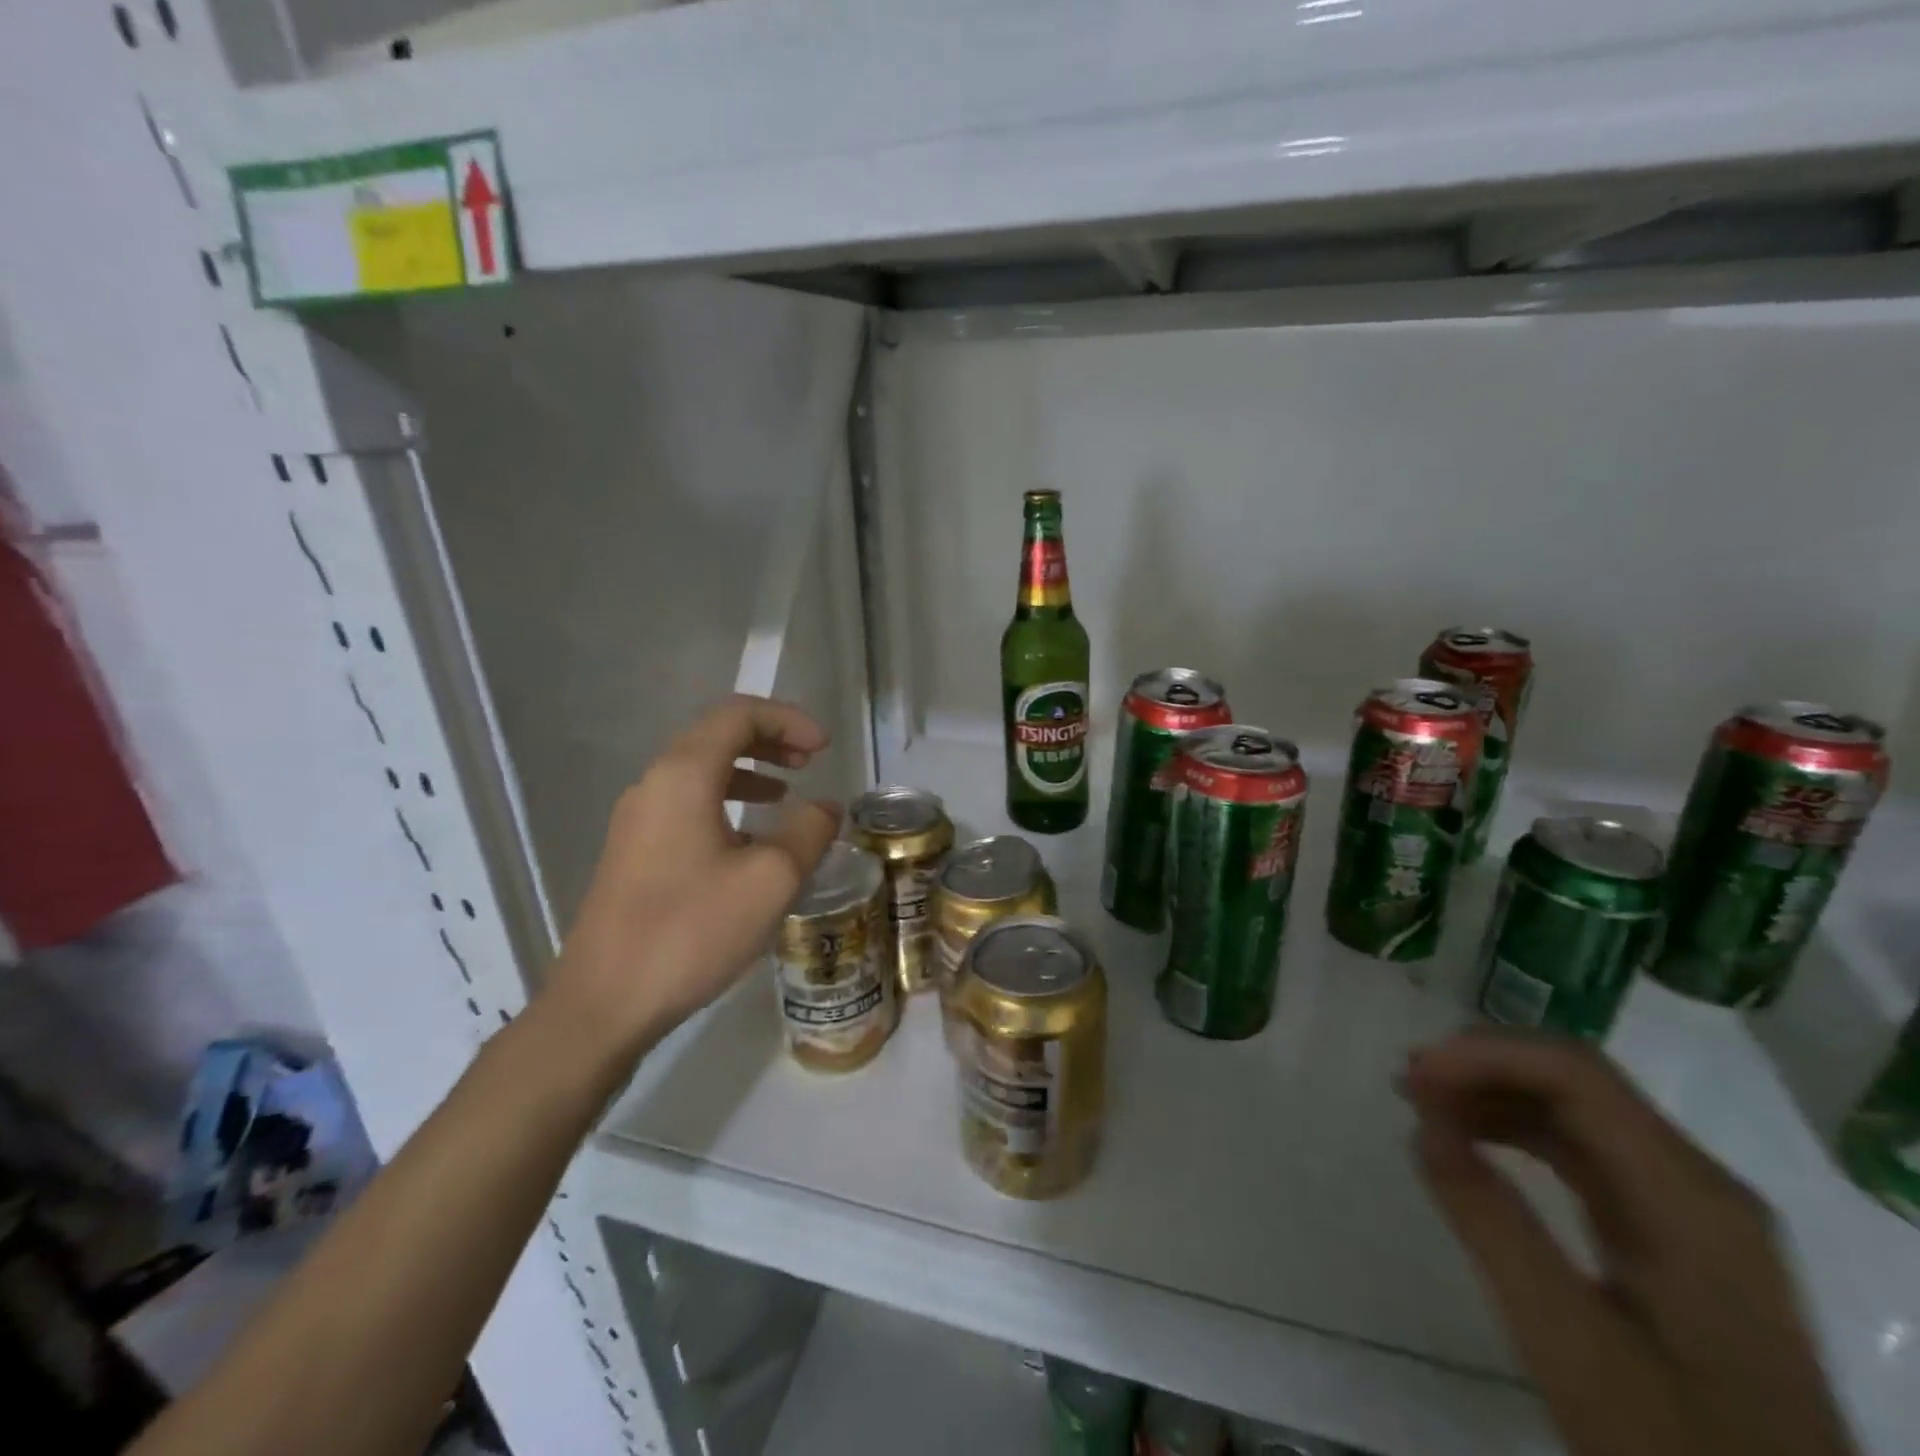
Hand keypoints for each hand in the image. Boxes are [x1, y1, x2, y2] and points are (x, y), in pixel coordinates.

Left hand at [547, 695, 840, 1059]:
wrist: (604, 1002)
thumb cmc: (691, 930)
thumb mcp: (771, 879)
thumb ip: (808, 831)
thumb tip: (825, 808)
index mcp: (683, 776)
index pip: (737, 715)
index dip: (788, 720)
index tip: (824, 748)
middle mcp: (654, 785)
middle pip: (716, 736)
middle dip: (769, 740)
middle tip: (810, 762)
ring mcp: (638, 820)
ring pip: (700, 771)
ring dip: (748, 771)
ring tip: (786, 793)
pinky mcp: (634, 852)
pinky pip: (686, 804)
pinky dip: (726, 802)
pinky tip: (750, 841)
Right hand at [1404, 1031, 1856, 1455]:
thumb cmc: (1671, 1440)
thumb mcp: (1569, 1340)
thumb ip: (1491, 1221)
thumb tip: (1422, 1122)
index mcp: (1690, 1197)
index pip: (1577, 1076)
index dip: (1485, 1057)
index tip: (1413, 1079)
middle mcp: (1699, 1183)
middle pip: (1579, 1080)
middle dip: (1484, 1066)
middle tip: (1407, 1082)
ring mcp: (1692, 1207)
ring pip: (1578, 1109)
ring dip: (1495, 1093)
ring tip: (1422, 1104)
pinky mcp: (1673, 1231)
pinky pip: (1584, 1149)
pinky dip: (1518, 1130)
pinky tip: (1471, 1140)